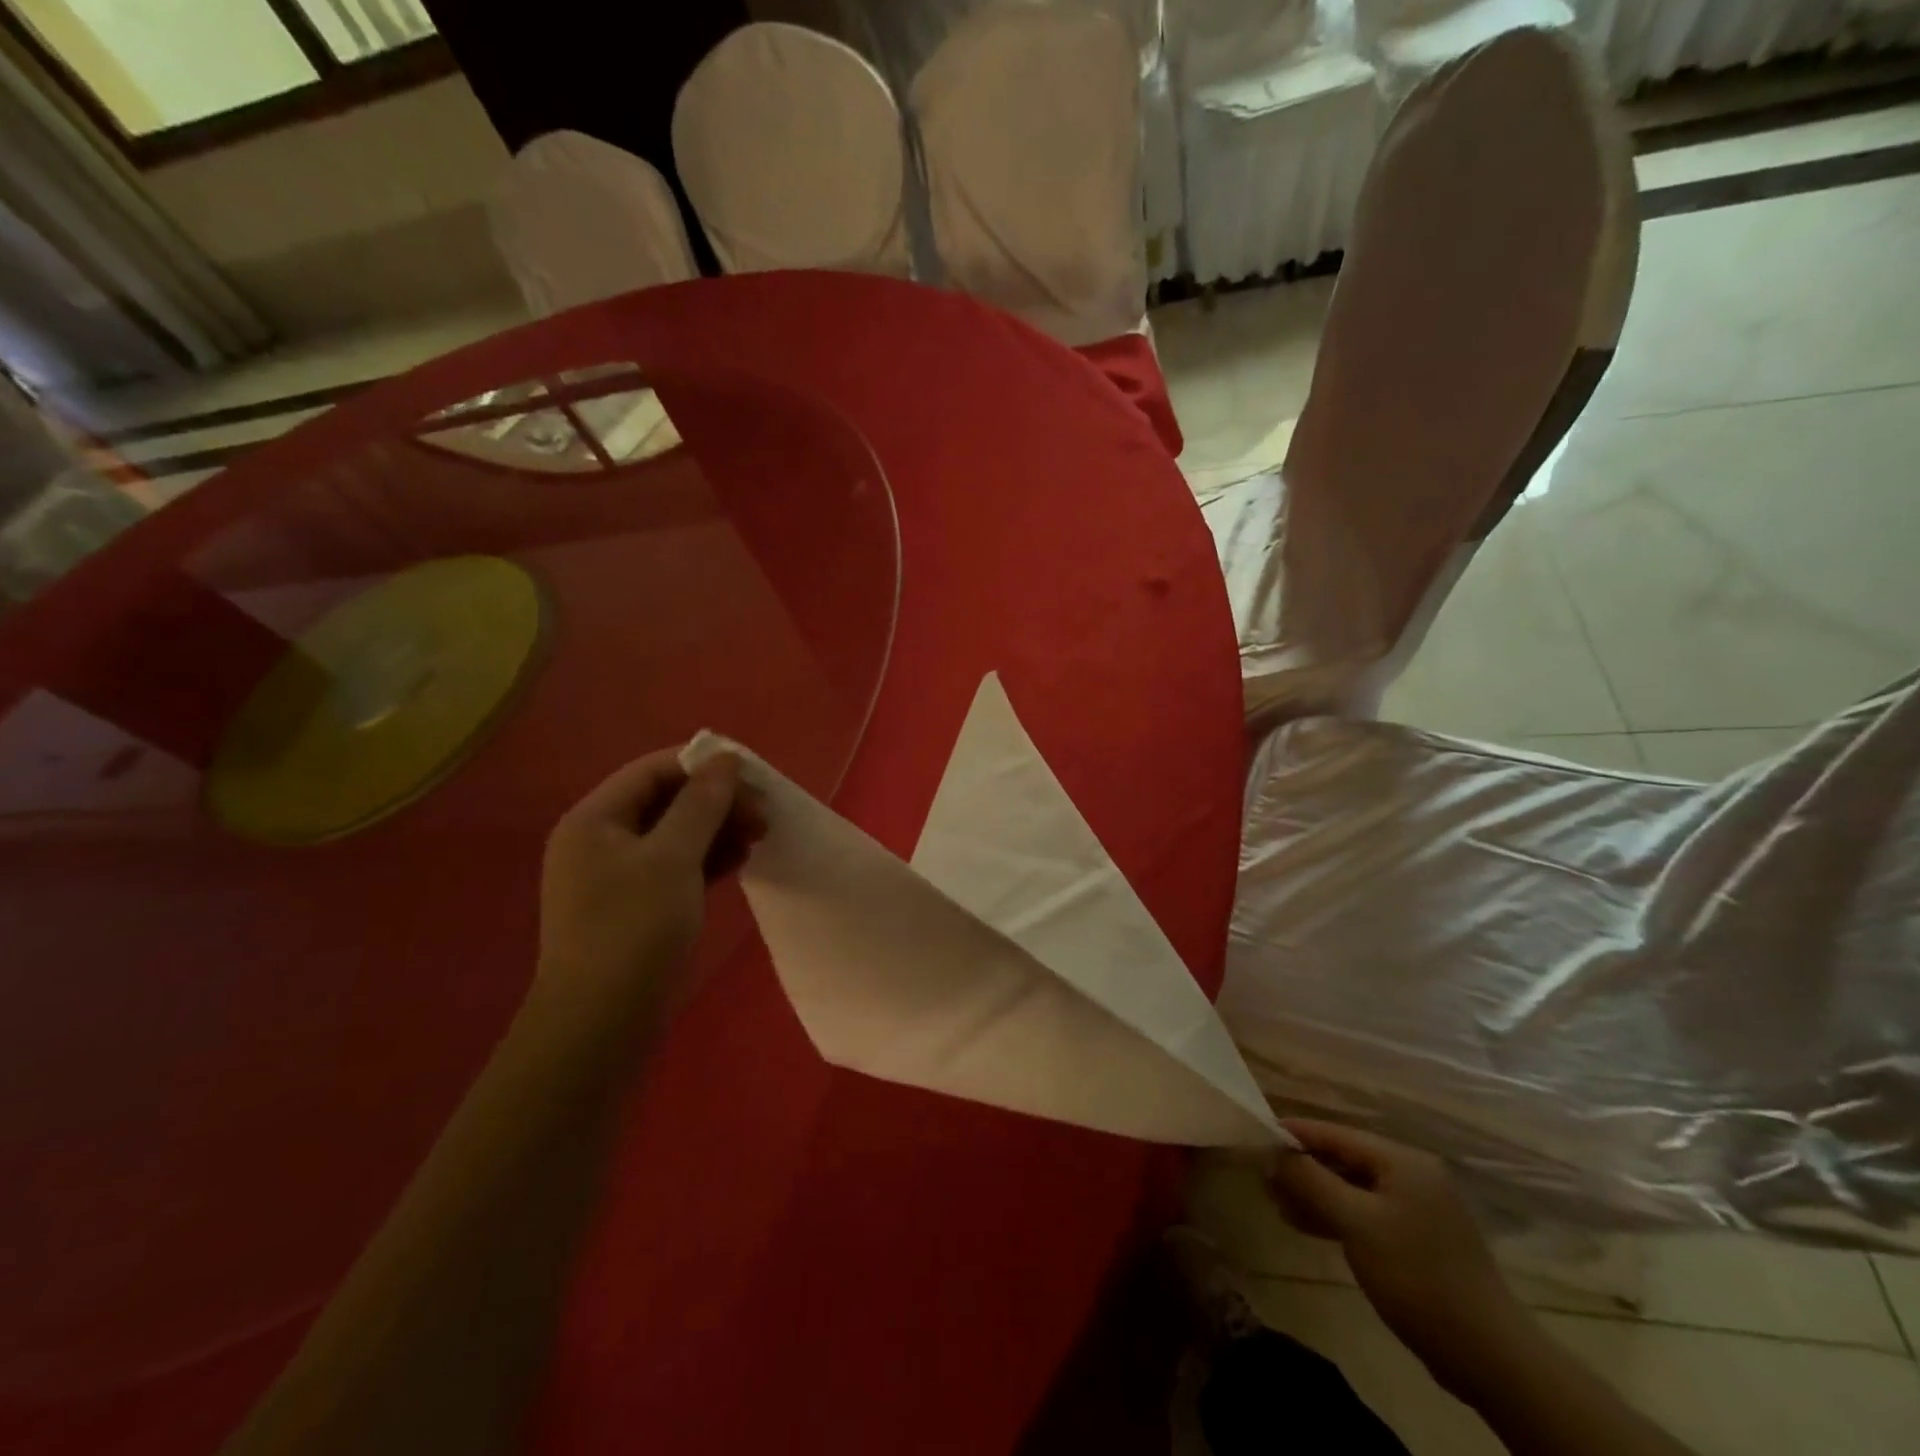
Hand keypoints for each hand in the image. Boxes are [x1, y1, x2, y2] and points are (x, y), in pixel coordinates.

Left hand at [535, 748, 763, 1022]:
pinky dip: (707, 860)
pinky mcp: (635, 906)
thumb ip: (701, 804)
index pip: (653, 771)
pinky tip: (739, 861)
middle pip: (666, 801)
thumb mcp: (672, 858)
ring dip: (717, 830)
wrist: (601, 1023)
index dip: (703, 766)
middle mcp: (601, 840)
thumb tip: (726, 758)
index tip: (752, 778)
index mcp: (595, 819)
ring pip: (675, 835)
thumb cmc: (633, 929)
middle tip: (763, 815)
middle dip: (717, 802)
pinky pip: (675, 866)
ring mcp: (616, 876)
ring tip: (758, 837)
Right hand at [1269, 1120, 1528, 1397]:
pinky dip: (1337, 1215)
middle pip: (1344, 1159)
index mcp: (1402, 1161)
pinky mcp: (1419, 1239)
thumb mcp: (1356, 1224)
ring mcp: (1419, 1208)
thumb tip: (1275, 1152)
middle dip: (1303, 1168)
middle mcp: (1412, 1174)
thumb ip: (1312, 1181)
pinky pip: (1367, 1212)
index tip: (1256, 1140)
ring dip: (1316, 1194)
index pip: (1335, 1133)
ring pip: (1353, 1187)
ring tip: (1279, 1205)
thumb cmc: (1418, 1278)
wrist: (1490, 1357)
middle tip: (1264, 1181)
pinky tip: (1309, 1225)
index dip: (1294, 1134)